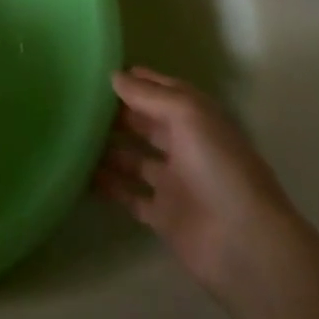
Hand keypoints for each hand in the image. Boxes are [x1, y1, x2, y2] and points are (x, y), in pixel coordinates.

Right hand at [95, 67, 297, 299]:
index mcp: (196, 118)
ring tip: (73, 136)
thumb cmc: (219, 167)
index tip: (101, 72)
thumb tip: (114, 77)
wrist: (245, 246)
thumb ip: (148, 94)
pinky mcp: (163, 215)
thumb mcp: (186, 114)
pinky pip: (129, 194)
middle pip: (146, 123)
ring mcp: (173, 181)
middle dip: (118, 113)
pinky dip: (109, 185)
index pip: (163, 90)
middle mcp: (185, 145)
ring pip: (134, 158)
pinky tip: (81, 174)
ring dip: (109, 148)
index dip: (137, 80)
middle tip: (79, 103)